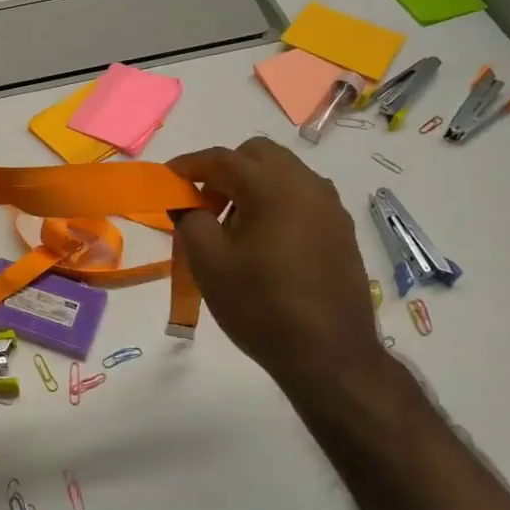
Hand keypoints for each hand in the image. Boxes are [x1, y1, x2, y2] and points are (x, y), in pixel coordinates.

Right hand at [166, 137, 384, 406]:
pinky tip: (263, 240)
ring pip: (284, 172)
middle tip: (202, 202)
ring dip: (252, 184)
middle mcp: (306, 185)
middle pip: (258, 154)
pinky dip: (276, 201)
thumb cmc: (261, 306)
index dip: (189, 165)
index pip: (222, 158)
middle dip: (224, 169)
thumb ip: (190, 220)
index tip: (168, 180)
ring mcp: (330, 206)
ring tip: (231, 223)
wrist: (329, 354)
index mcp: (272, 187)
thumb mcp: (209, 264)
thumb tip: (187, 202)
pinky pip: (302, 196)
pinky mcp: (341, 229)